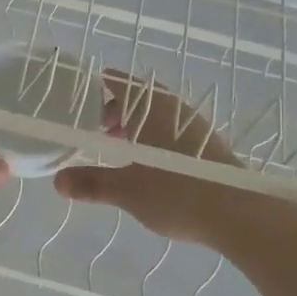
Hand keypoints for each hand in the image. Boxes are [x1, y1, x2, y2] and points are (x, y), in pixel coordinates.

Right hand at [52, 73, 243, 246]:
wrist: (239, 213)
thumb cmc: (177, 192)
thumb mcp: (127, 190)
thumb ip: (92, 183)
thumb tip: (58, 182)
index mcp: (150, 107)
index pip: (116, 82)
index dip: (94, 87)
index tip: (76, 102)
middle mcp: (172, 108)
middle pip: (136, 97)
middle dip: (113, 110)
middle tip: (95, 131)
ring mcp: (193, 125)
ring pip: (155, 114)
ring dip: (134, 125)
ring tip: (118, 148)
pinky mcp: (206, 144)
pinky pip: (170, 129)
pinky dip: (152, 137)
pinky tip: (148, 164)